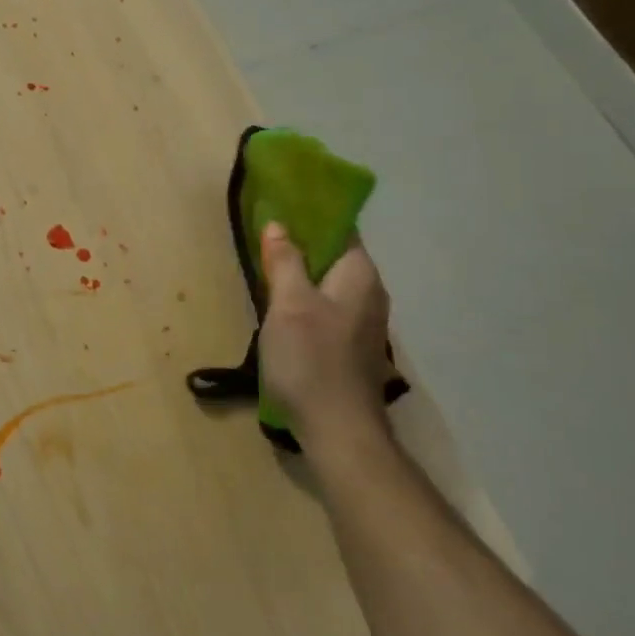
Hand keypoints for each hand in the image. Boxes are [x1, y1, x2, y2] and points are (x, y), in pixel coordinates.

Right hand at [257, 223, 391, 455]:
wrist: (338, 429)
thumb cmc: (311, 358)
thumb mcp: (288, 303)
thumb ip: (285, 261)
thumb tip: (280, 225)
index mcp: (360, 275)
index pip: (341, 228)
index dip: (311, 214)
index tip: (279, 205)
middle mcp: (370, 293)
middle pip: (336, 255)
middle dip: (303, 243)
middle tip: (264, 235)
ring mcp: (364, 322)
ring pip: (331, 283)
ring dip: (303, 272)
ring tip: (266, 266)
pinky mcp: (353, 346)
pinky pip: (328, 306)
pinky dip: (307, 297)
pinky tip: (282, 306)